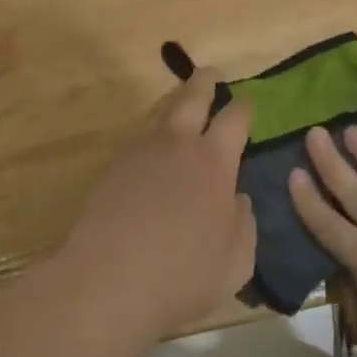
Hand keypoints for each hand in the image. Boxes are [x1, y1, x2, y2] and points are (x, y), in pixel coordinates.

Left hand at [60, 69, 256, 342]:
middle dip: (205, 81)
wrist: (107, 282)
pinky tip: (153, 148)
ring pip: (160, 111)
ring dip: (175, 101)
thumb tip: (238, 200)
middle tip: (212, 75)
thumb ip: (244, 224)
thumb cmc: (182, 274)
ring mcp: (140, 152)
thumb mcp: (236, 261)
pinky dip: (151, 133)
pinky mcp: (112, 168)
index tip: (248, 103)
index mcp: (214, 160)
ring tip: (181, 102)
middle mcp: (178, 144)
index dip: (245, 107)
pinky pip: (138, 137)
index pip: (235, 118)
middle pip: (193, 96)